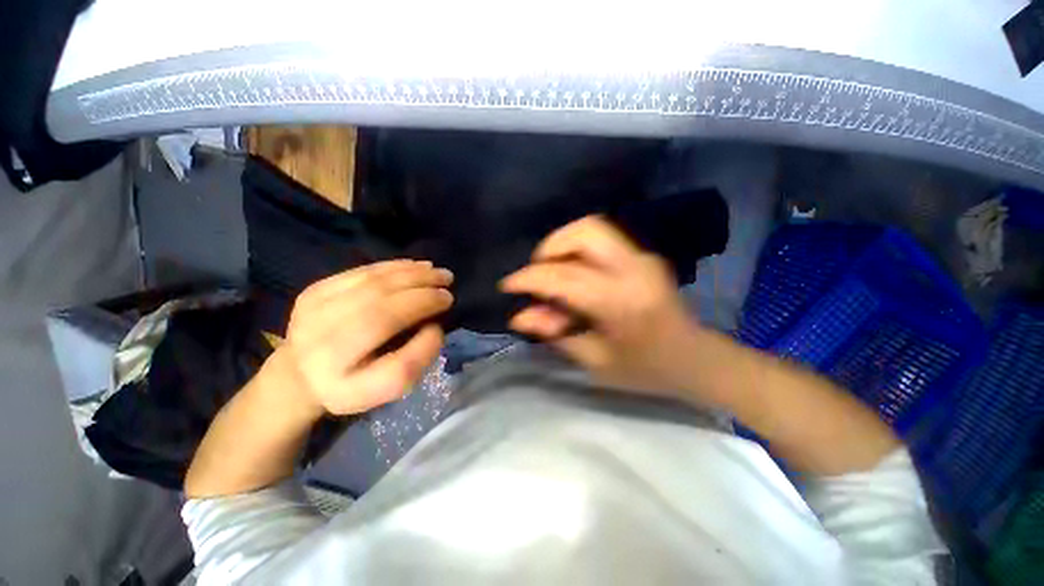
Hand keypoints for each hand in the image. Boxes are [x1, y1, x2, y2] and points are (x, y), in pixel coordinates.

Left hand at [272, 260, 453, 415]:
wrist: (302, 371)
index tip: (445, 314)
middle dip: (421, 292)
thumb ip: (416, 360)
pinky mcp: (313, 291)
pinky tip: (414, 265)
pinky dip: (393, 266)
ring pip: (371, 284)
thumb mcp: (387, 387)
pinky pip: (361, 272)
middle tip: (448, 282)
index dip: (424, 337)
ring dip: (411, 274)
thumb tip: (434, 325)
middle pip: (380, 310)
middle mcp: (321, 345)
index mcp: (341, 380)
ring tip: (437, 271)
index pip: (393, 361)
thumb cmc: (354, 382)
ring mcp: (313, 312)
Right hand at [501, 216, 702, 392]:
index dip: (529, 278)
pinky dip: (578, 249)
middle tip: (536, 274)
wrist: (697, 360)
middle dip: (550, 247)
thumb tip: (519, 316)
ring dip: (563, 244)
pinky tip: (573, 273)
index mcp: (621, 302)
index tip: (507, 286)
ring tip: (551, 272)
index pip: (563, 276)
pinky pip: (603, 239)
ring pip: (593, 228)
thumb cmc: (646, 370)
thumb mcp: (595, 361)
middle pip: (584, 231)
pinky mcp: (644, 256)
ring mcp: (643, 257)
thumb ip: (555, 333)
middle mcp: (634, 269)